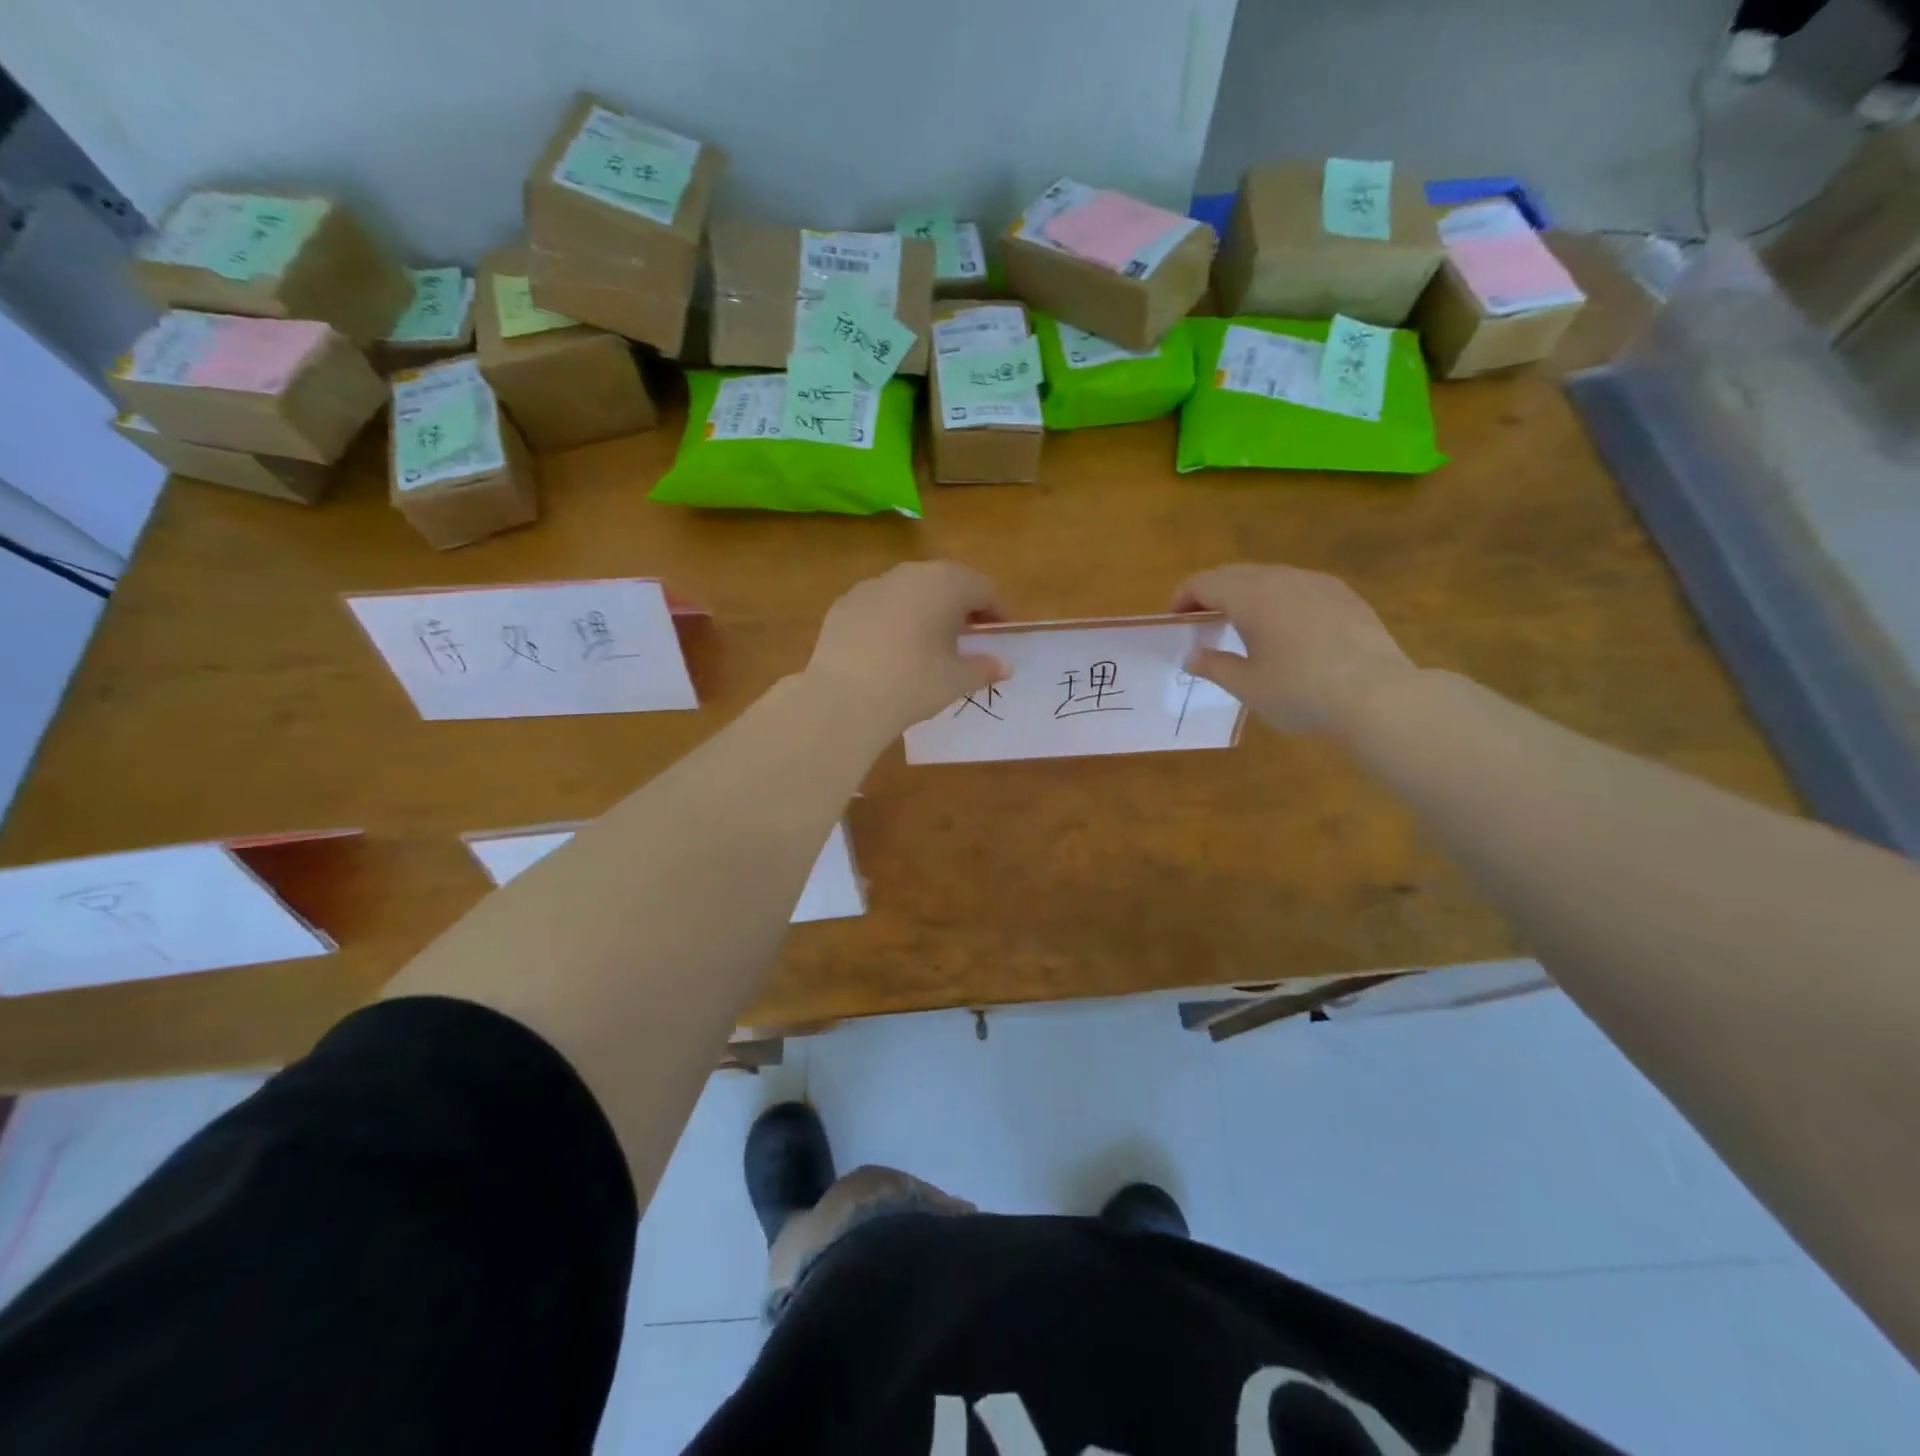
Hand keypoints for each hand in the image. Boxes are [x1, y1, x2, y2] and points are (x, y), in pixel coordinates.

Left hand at [805, 562, 1007, 734]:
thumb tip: (1004, 666)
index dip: (995, 612)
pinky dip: (892, 618)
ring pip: (909, 590)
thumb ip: (985, 668)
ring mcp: (873, 584)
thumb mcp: (957, 680)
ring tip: (927, 641)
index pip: (983, 589)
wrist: (844, 698)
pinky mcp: (844, 603)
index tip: (998, 634)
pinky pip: (879, 604)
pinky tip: (889, 648)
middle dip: (960, 605)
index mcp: (946, 584)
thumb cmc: (914, 684)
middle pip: (945, 582)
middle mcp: (910, 573)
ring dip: (924, 608)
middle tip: (967, 635)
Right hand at [1173, 564, 1417, 735]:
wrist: (1378, 696)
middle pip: (1234, 573)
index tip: (1175, 620)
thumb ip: (1214, 665)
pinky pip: (1297, 585)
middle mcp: (1281, 578)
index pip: (1204, 582)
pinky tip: (1284, 626)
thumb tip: (1191, 656)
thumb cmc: (1300, 692)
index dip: (1182, 597)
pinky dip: (1277, 597)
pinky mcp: (1343, 595)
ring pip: (1268, 576)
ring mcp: (1317, 583)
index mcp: (1250, 596)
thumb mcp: (1247, 686)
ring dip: (1245, 593)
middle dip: (1211, 592)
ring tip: (1240, 623)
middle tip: (1201, 621)